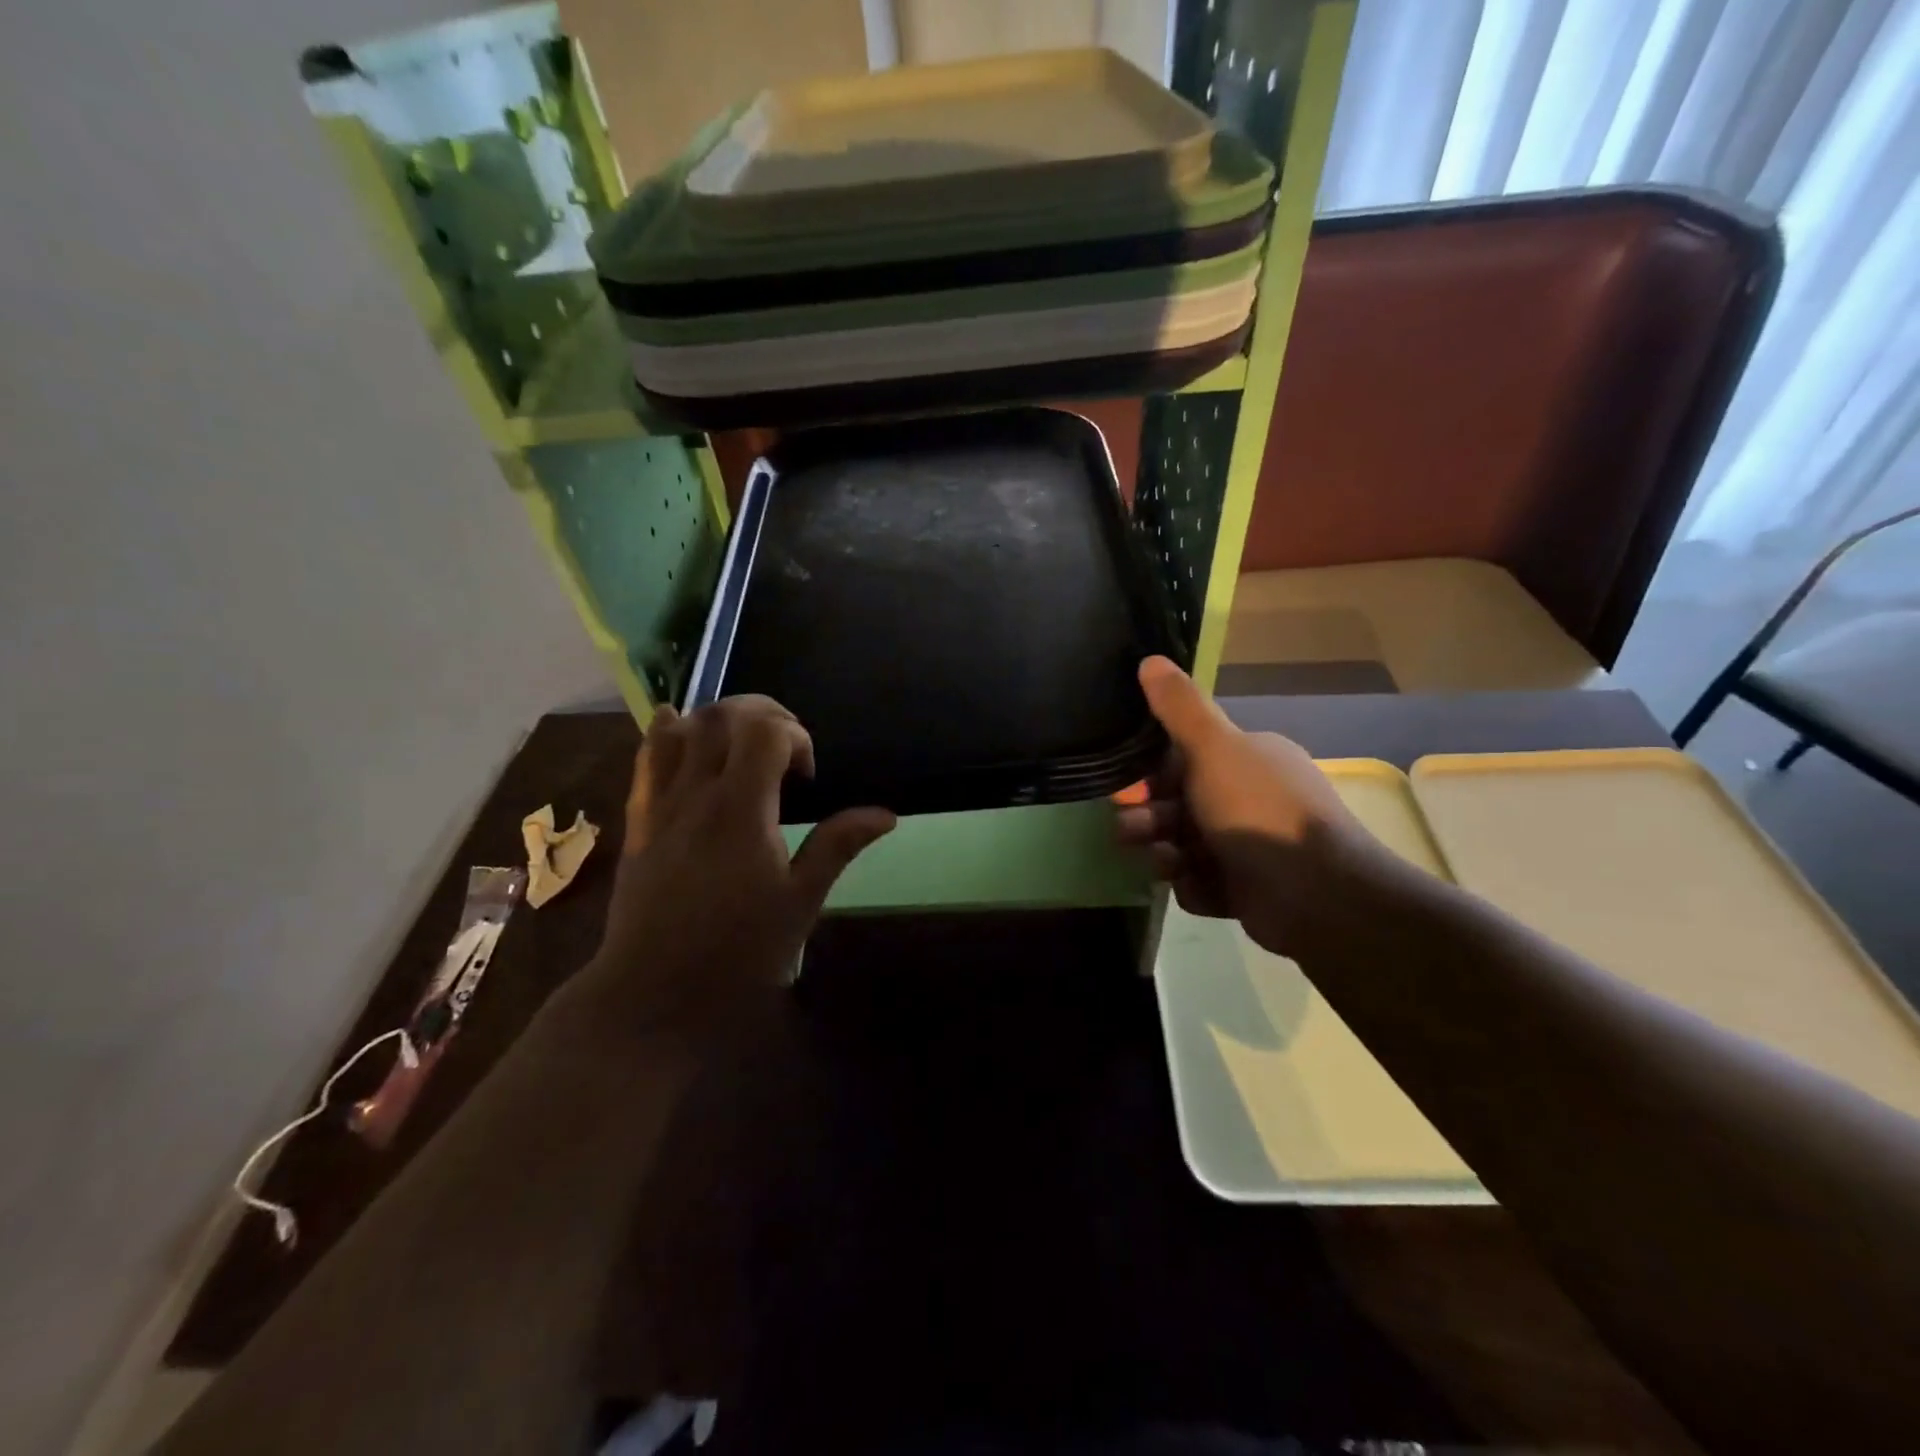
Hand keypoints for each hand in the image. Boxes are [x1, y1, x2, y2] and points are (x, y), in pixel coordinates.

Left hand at [581, 696, 894, 1034]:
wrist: (653, 995)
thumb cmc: (737, 954)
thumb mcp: (800, 903)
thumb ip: (837, 847)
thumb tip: (885, 814)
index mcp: (742, 811)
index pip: (766, 731)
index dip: (796, 735)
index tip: (807, 777)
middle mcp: (697, 795)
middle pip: (722, 716)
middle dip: (761, 713)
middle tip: (784, 748)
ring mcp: (660, 805)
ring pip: (680, 728)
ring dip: (717, 719)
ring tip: (740, 744)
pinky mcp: (638, 821)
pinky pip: (645, 758)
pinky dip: (667, 732)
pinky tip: (681, 730)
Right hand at [1115, 657, 1382, 955]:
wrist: (1315, 894)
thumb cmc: (1258, 809)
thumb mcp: (1214, 748)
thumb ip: (1180, 707)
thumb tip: (1150, 658)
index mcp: (1246, 759)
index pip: (1185, 758)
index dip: (1151, 772)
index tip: (1128, 787)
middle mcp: (1246, 798)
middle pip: (1176, 804)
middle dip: (1149, 817)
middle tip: (1133, 830)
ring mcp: (1246, 847)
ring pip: (1181, 845)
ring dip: (1164, 853)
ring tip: (1166, 862)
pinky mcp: (1243, 890)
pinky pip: (1198, 883)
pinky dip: (1194, 886)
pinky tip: (1201, 887)